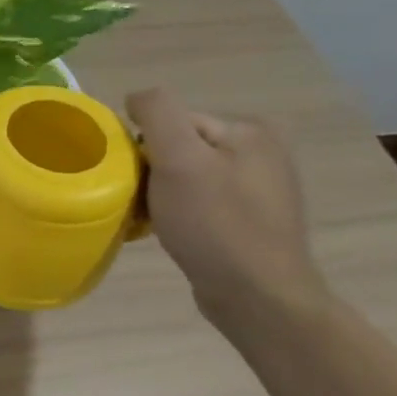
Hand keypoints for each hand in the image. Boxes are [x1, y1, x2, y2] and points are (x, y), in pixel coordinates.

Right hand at [126, 87, 328, 319]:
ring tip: (153, 219)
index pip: (172, 121)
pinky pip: (198, 200)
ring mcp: (258, 188)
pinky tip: (171, 231)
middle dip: (152, 171)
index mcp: (249, 131)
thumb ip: (157, 114)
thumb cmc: (216, 225)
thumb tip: (136, 98)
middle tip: (143, 202)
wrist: (258, 298)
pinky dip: (176, 212)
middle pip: (178, 147)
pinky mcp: (250, 219)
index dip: (145, 147)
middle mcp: (261, 152)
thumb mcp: (180, 160)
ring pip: (184, 175)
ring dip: (160, 193)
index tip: (138, 179)